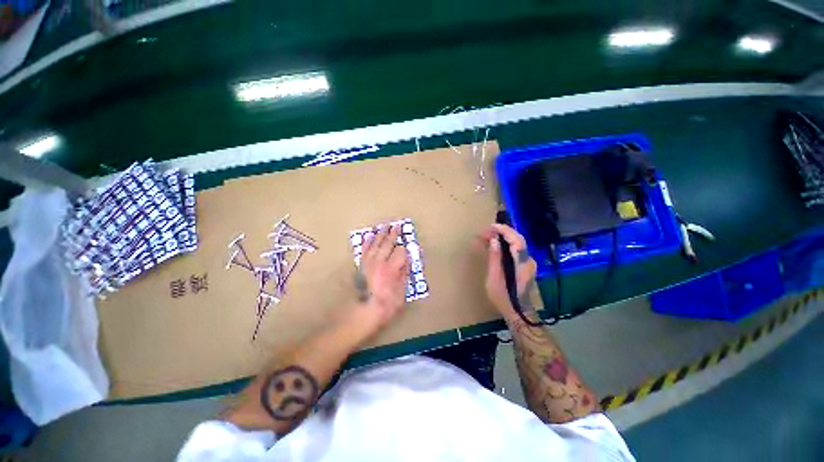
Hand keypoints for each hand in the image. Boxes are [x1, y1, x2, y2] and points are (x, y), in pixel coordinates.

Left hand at [354, 223, 409, 330]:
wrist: (363, 312)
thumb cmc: (385, 305)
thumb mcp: (401, 292)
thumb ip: (404, 274)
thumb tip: (407, 261)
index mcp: (391, 269)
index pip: (400, 251)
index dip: (406, 248)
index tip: (409, 245)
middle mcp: (379, 262)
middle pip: (387, 244)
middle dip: (393, 234)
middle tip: (397, 225)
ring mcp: (368, 263)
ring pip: (375, 244)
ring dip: (381, 234)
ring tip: (385, 225)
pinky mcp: (361, 266)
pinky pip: (364, 250)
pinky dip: (368, 242)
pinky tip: (370, 236)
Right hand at [478, 223, 536, 315]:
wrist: (518, 312)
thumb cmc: (504, 298)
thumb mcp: (494, 278)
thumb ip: (495, 258)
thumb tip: (494, 240)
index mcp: (522, 263)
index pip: (516, 240)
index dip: (504, 230)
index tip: (491, 227)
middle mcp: (528, 260)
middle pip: (518, 239)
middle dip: (502, 232)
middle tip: (486, 231)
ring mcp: (528, 263)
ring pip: (517, 243)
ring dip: (503, 237)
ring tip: (487, 236)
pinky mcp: (525, 265)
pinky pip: (516, 249)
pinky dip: (505, 244)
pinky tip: (495, 245)